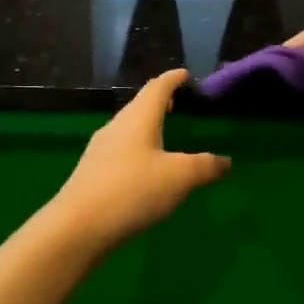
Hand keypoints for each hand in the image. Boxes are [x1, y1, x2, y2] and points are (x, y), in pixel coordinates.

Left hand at [51, 70, 229, 250]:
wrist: (77, 228)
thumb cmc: (132, 191)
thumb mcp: (180, 177)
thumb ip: (206, 166)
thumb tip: (226, 161)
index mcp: (138, 118)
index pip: (158, 87)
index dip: (174, 79)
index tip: (186, 75)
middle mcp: (117, 127)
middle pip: (140, 106)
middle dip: (160, 102)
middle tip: (180, 104)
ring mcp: (100, 150)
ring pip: (128, 129)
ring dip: (147, 127)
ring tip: (166, 136)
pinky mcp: (92, 173)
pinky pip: (120, 151)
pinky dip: (138, 150)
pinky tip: (146, 169)